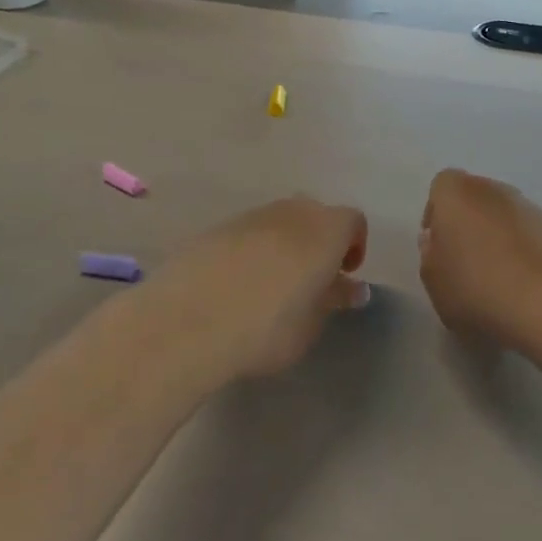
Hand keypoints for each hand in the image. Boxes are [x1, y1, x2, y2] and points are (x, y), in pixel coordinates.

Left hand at [144, 197, 368, 380]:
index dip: (354, 245)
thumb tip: (349, 287)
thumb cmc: (265, 327)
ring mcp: (250, 216)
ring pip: (279, 221)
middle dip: (319, 240)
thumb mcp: (310, 324)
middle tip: (312, 279)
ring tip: (272, 285)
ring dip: (285, 244)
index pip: (352, 221)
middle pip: (315, 214)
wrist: (187, 320)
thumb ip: (332, 300)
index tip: (344, 274)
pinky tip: (237, 284)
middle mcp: (291, 212)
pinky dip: (252, 250)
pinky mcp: (216, 228)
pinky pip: (247, 233)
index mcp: (324, 231)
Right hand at [418, 170, 541, 354]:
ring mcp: (531, 208)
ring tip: (497, 277)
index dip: (437, 213)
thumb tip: (437, 243)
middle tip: (465, 260)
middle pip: (476, 197)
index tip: (438, 244)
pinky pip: (531, 235)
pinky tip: (524, 285)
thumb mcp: (434, 282)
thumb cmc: (477, 289)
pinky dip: (525, 251)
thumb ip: (430, 256)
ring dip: (499, 236)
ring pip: (506, 216)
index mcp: (458, 193)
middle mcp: (495, 190)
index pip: (442, 186)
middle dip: (469, 222)